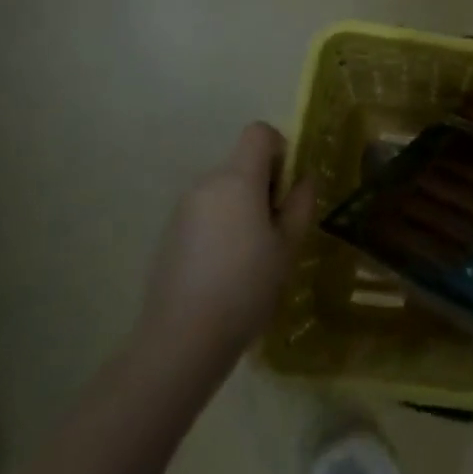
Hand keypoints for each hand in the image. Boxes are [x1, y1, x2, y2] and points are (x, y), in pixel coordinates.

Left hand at [134, 122, 317, 374]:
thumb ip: (300, 204)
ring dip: (243, 207)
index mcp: (237, 179)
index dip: (280, 150)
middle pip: (242, 163)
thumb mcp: (288, 246)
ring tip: (253, 255)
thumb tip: (303, 180)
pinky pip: (206, 213)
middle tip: (277, 230)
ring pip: (225, 190)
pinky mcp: (170, 234)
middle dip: (265, 185)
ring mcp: (183, 209)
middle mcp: (207, 184)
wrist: (181, 341)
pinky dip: (222, 226)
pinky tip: (226, 270)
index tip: (287, 189)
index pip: (259, 132)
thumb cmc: (246, 288)